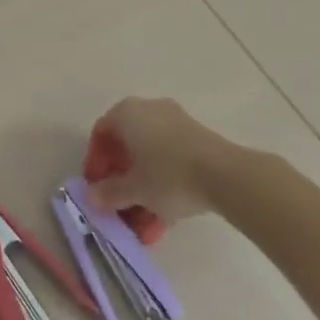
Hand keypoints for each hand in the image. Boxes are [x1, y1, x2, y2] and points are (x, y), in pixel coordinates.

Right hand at [86, 96, 244, 224]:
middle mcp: (147, 107)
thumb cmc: (169, 176)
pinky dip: (163, 175)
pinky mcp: (197, 134)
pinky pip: (170, 153)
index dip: (96, 162)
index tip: (99, 187)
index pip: (101, 133)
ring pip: (149, 149)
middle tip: (121, 199)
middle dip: (121, 173)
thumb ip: (110, 192)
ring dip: (142, 178)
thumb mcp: (135, 189)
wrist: (227, 175)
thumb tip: (91, 197)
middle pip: (125, 141)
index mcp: (126, 112)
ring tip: (145, 211)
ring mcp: (175, 118)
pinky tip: (167, 205)